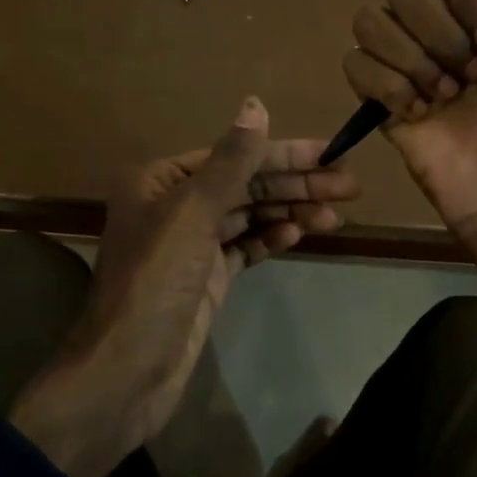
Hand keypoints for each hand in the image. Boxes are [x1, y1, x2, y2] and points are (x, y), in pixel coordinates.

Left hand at [9, 98, 359, 476]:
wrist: (127, 372)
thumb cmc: (155, 281)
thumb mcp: (192, 214)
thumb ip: (230, 161)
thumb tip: (255, 104)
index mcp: (162, 180)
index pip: (235, 156)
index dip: (285, 154)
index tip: (332, 154)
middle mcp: (175, 204)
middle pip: (246, 185)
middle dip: (296, 184)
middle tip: (349, 186)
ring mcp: (191, 244)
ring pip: (249, 216)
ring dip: (291, 211)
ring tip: (335, 215)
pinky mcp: (206, 278)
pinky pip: (245, 247)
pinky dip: (271, 238)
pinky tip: (298, 232)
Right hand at [343, 0, 476, 303]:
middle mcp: (446, 26)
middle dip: (439, 36)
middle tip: (472, 78)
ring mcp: (410, 61)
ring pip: (372, 20)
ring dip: (410, 60)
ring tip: (441, 99)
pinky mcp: (381, 97)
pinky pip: (354, 63)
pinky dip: (382, 84)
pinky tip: (414, 113)